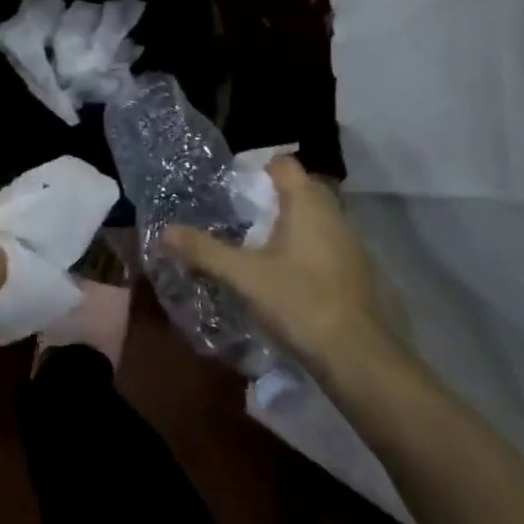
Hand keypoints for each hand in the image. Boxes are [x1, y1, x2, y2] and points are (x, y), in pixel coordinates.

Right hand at [163, 157, 408, 391]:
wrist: (359, 359)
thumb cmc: (299, 302)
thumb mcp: (243, 277)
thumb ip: (204, 251)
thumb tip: (165, 232)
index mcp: (307, 204)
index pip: (283, 164)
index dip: (257, 170)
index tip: (234, 190)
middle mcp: (334, 215)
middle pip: (300, 190)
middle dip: (271, 200)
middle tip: (240, 220)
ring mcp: (351, 244)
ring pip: (315, 220)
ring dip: (290, 227)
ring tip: (258, 249)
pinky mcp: (359, 273)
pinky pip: (327, 246)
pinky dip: (306, 252)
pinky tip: (287, 278)